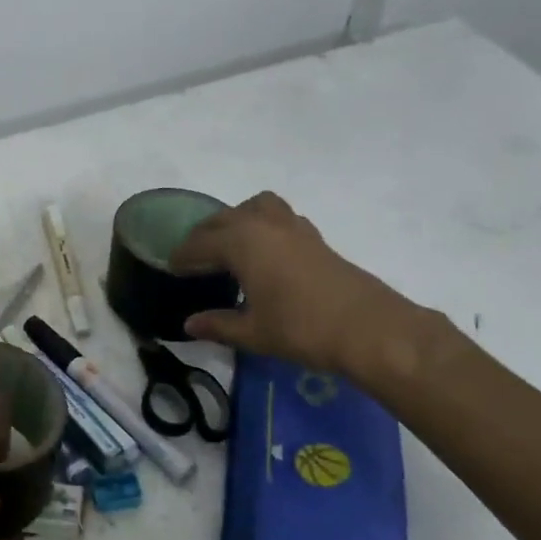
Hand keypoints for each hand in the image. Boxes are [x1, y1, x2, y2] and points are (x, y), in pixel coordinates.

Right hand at [170, 191, 430, 382]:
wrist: (369, 329)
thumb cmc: (302, 328)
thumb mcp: (253, 332)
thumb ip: (218, 324)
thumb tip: (189, 324)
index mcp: (242, 242)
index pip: (200, 243)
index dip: (183, 256)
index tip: (171, 267)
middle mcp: (264, 225)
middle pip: (224, 219)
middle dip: (205, 235)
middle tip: (194, 259)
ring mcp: (293, 227)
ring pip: (255, 207)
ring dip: (237, 220)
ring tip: (230, 245)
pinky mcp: (315, 238)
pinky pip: (278, 218)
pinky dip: (263, 226)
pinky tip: (266, 254)